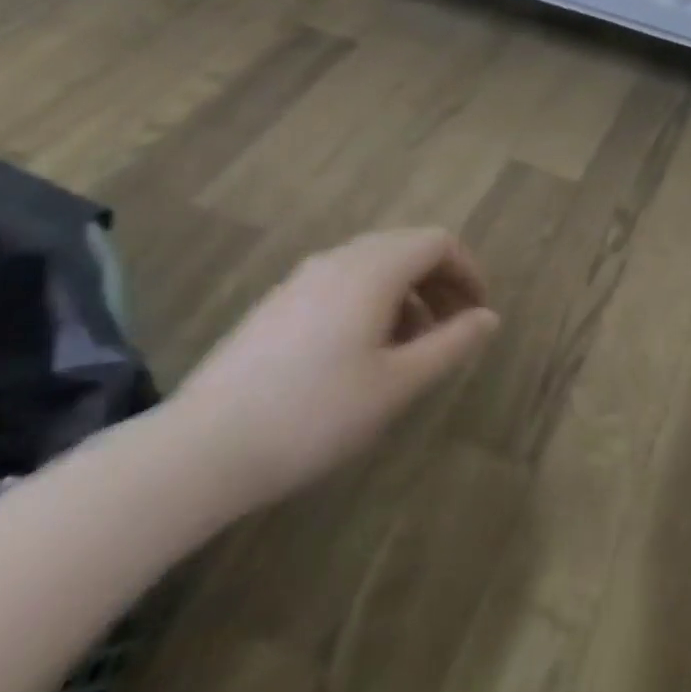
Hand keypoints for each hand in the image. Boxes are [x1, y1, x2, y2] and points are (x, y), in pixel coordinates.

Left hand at [168, 227, 498, 511]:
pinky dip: (371, 302)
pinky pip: (341, 282)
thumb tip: (489, 318)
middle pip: (406, 247)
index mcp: (373, 269)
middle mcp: (339, 259)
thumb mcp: (398, 384)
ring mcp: (302, 279)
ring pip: (373, 265)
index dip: (467, 271)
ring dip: (405, 294)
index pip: (438, 243)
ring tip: (410, 349)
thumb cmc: (315, 414)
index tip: (477, 313)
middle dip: (439, 282)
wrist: (201, 449)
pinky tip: (360, 354)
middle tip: (451, 329)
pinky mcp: (277, 303)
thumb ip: (451, 344)